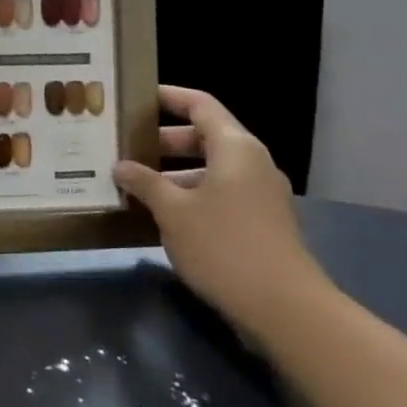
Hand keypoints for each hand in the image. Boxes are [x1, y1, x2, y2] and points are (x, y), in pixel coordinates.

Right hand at [114, 85, 333, 338]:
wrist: (285, 309)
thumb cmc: (223, 246)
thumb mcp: (173, 212)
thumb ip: (145, 182)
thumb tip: (122, 166)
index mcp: (235, 148)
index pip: (201, 105)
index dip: (169, 97)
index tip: (138, 98)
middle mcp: (253, 163)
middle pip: (205, 136)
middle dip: (164, 140)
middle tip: (127, 146)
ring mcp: (261, 194)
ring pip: (212, 168)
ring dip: (174, 172)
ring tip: (137, 184)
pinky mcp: (262, 222)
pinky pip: (221, 193)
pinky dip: (192, 194)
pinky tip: (163, 215)